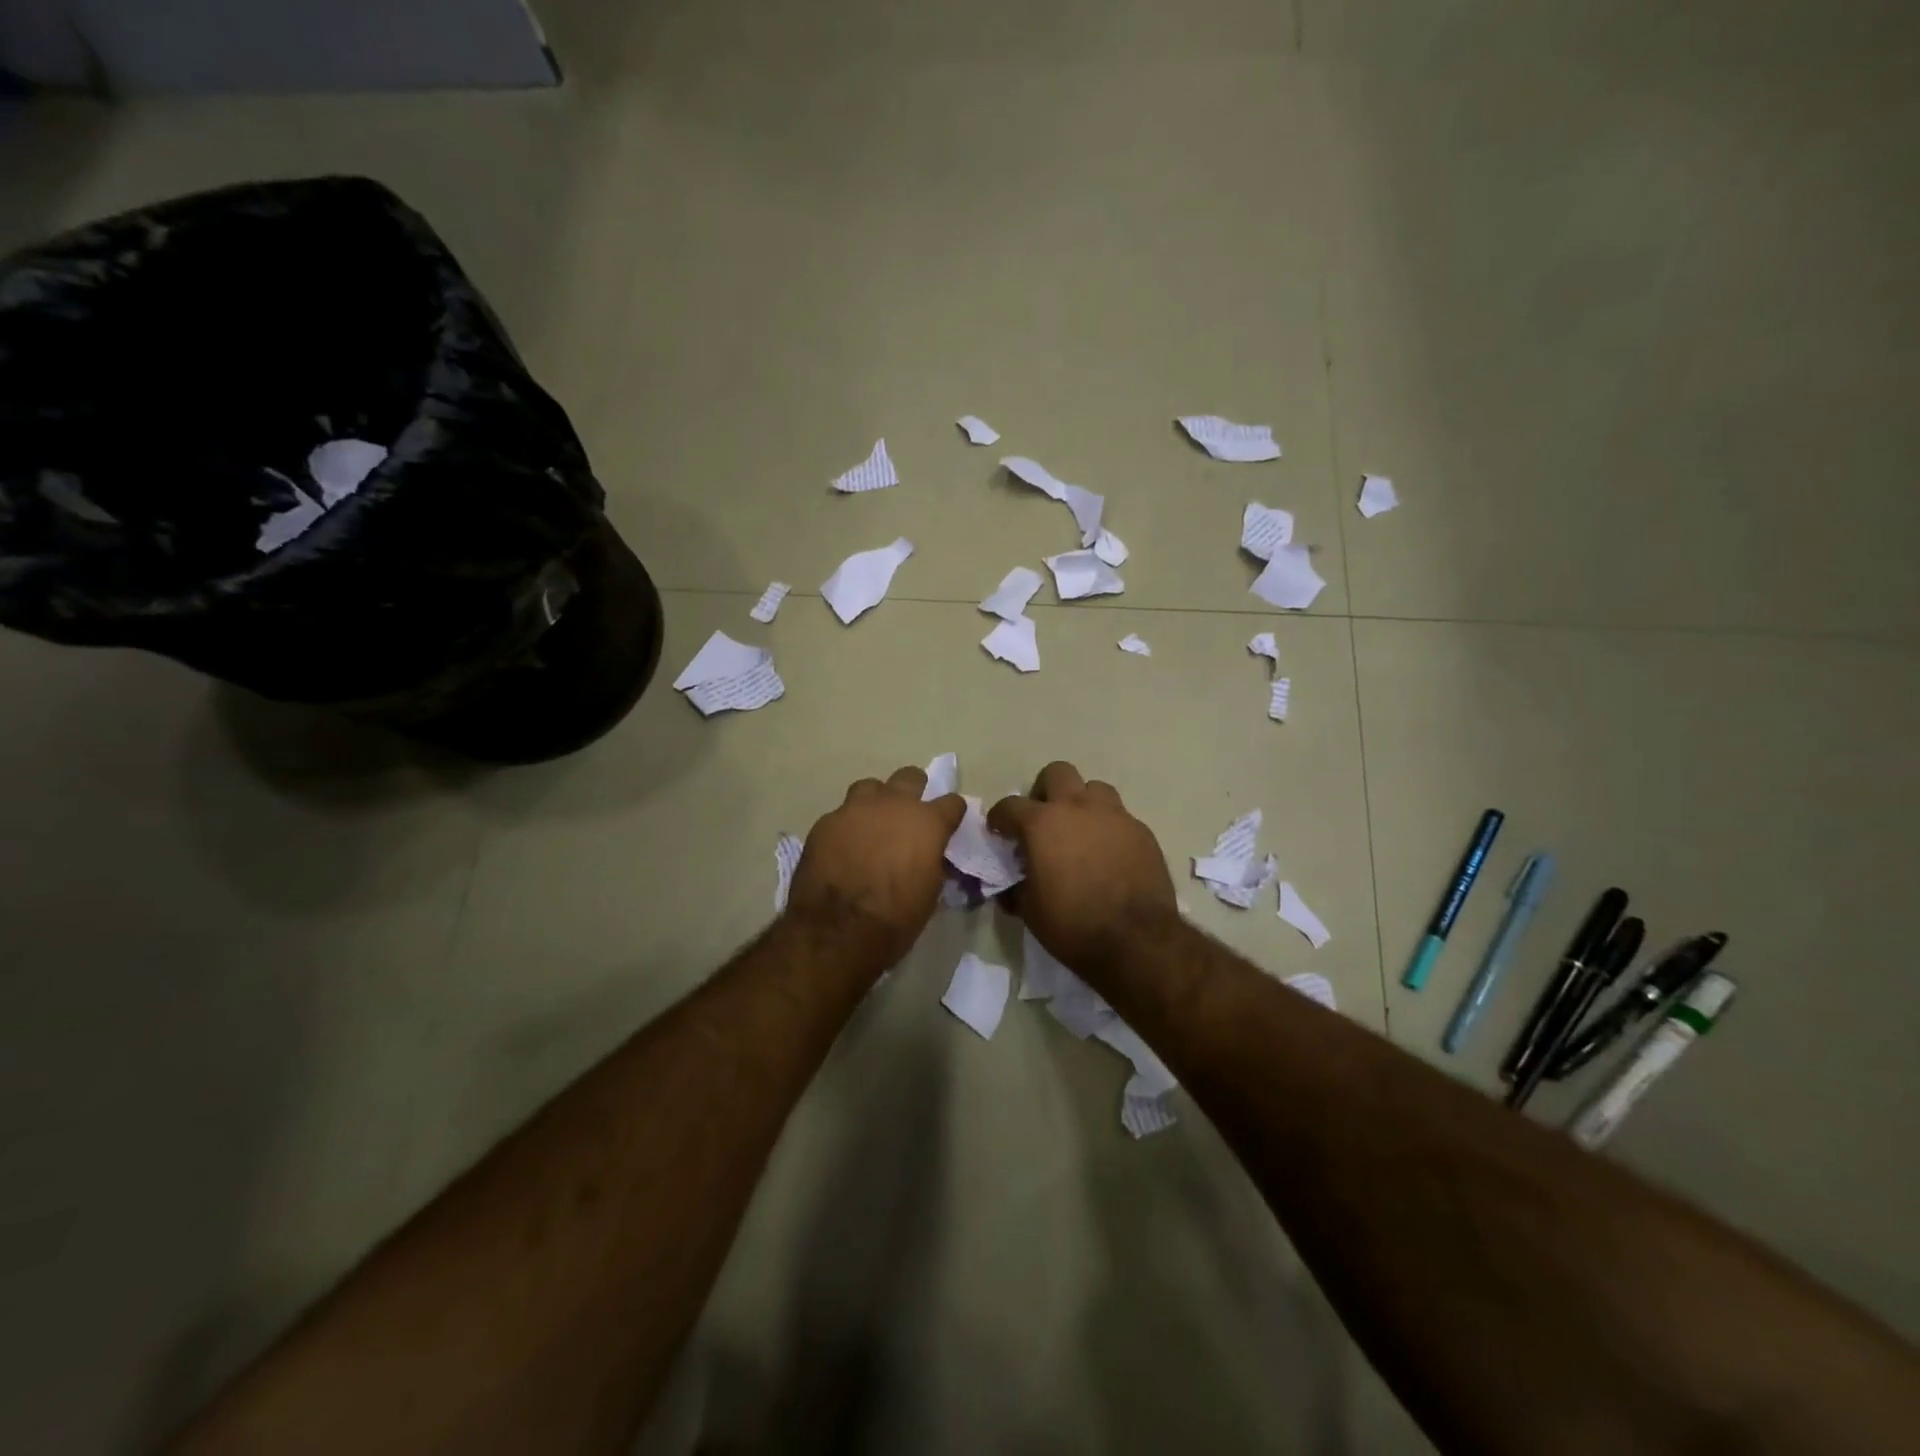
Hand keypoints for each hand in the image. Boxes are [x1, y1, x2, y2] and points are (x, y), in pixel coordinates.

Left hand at [786, 766, 966, 968]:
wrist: (837, 929)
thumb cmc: (895, 917)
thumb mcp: (930, 893)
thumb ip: (933, 862)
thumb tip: (931, 855)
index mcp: (927, 822)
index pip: (952, 802)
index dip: (952, 813)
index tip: (948, 824)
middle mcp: (893, 804)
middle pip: (910, 777)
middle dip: (914, 791)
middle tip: (909, 815)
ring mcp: (856, 808)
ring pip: (871, 787)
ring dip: (876, 801)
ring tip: (872, 824)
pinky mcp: (826, 821)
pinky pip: (841, 814)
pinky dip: (847, 826)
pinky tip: (843, 846)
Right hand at [989, 762, 1175, 971]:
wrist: (1136, 940)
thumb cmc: (1072, 925)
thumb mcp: (1030, 911)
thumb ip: (1016, 888)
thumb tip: (1010, 886)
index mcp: (1042, 823)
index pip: (1010, 805)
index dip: (1000, 818)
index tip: (999, 831)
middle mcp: (1077, 808)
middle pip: (1057, 773)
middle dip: (1045, 791)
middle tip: (1043, 819)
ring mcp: (1114, 815)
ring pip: (1094, 788)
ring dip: (1082, 803)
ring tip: (1080, 831)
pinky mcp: (1141, 831)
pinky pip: (1120, 816)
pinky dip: (1108, 828)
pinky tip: (1109, 854)